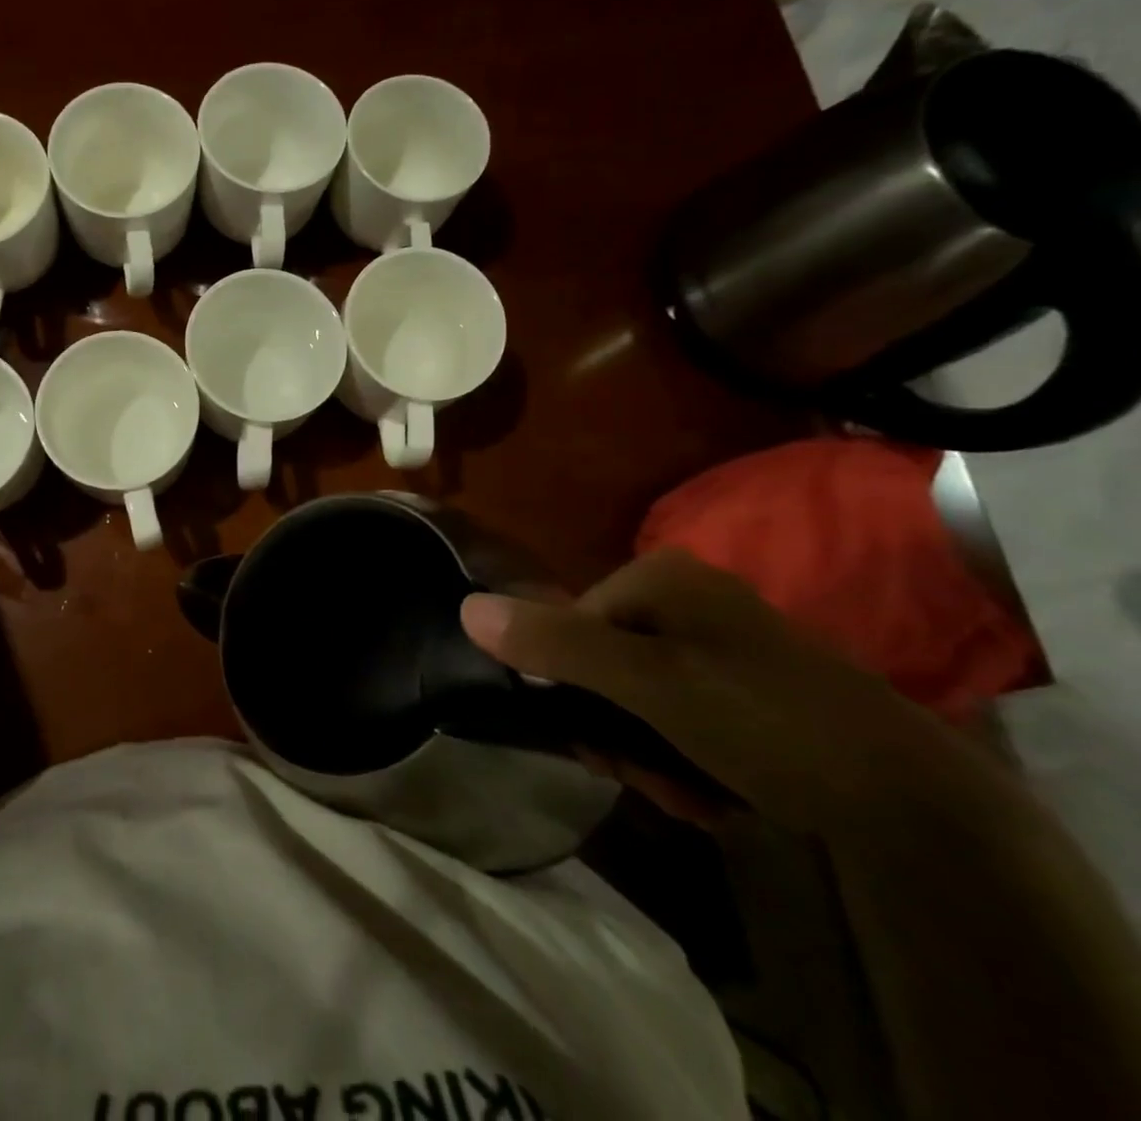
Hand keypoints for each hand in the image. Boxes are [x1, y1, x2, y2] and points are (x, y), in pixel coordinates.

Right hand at [460, 548, 1006, 835]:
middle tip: (647, 777)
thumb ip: (556, 644)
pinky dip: (684, 756)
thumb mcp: (648, 684)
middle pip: (603, 664)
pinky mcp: (747, 686)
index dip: (571, 688)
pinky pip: (680, 713)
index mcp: (660, 576)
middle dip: (616, 730)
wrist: (918, 808)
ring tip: (688, 795)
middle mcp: (685, 597)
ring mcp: (718, 642)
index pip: (569, 624)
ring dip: (648, 753)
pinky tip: (714, 794)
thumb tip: (465, 608)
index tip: (599, 745)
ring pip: (638, 697)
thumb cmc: (765, 722)